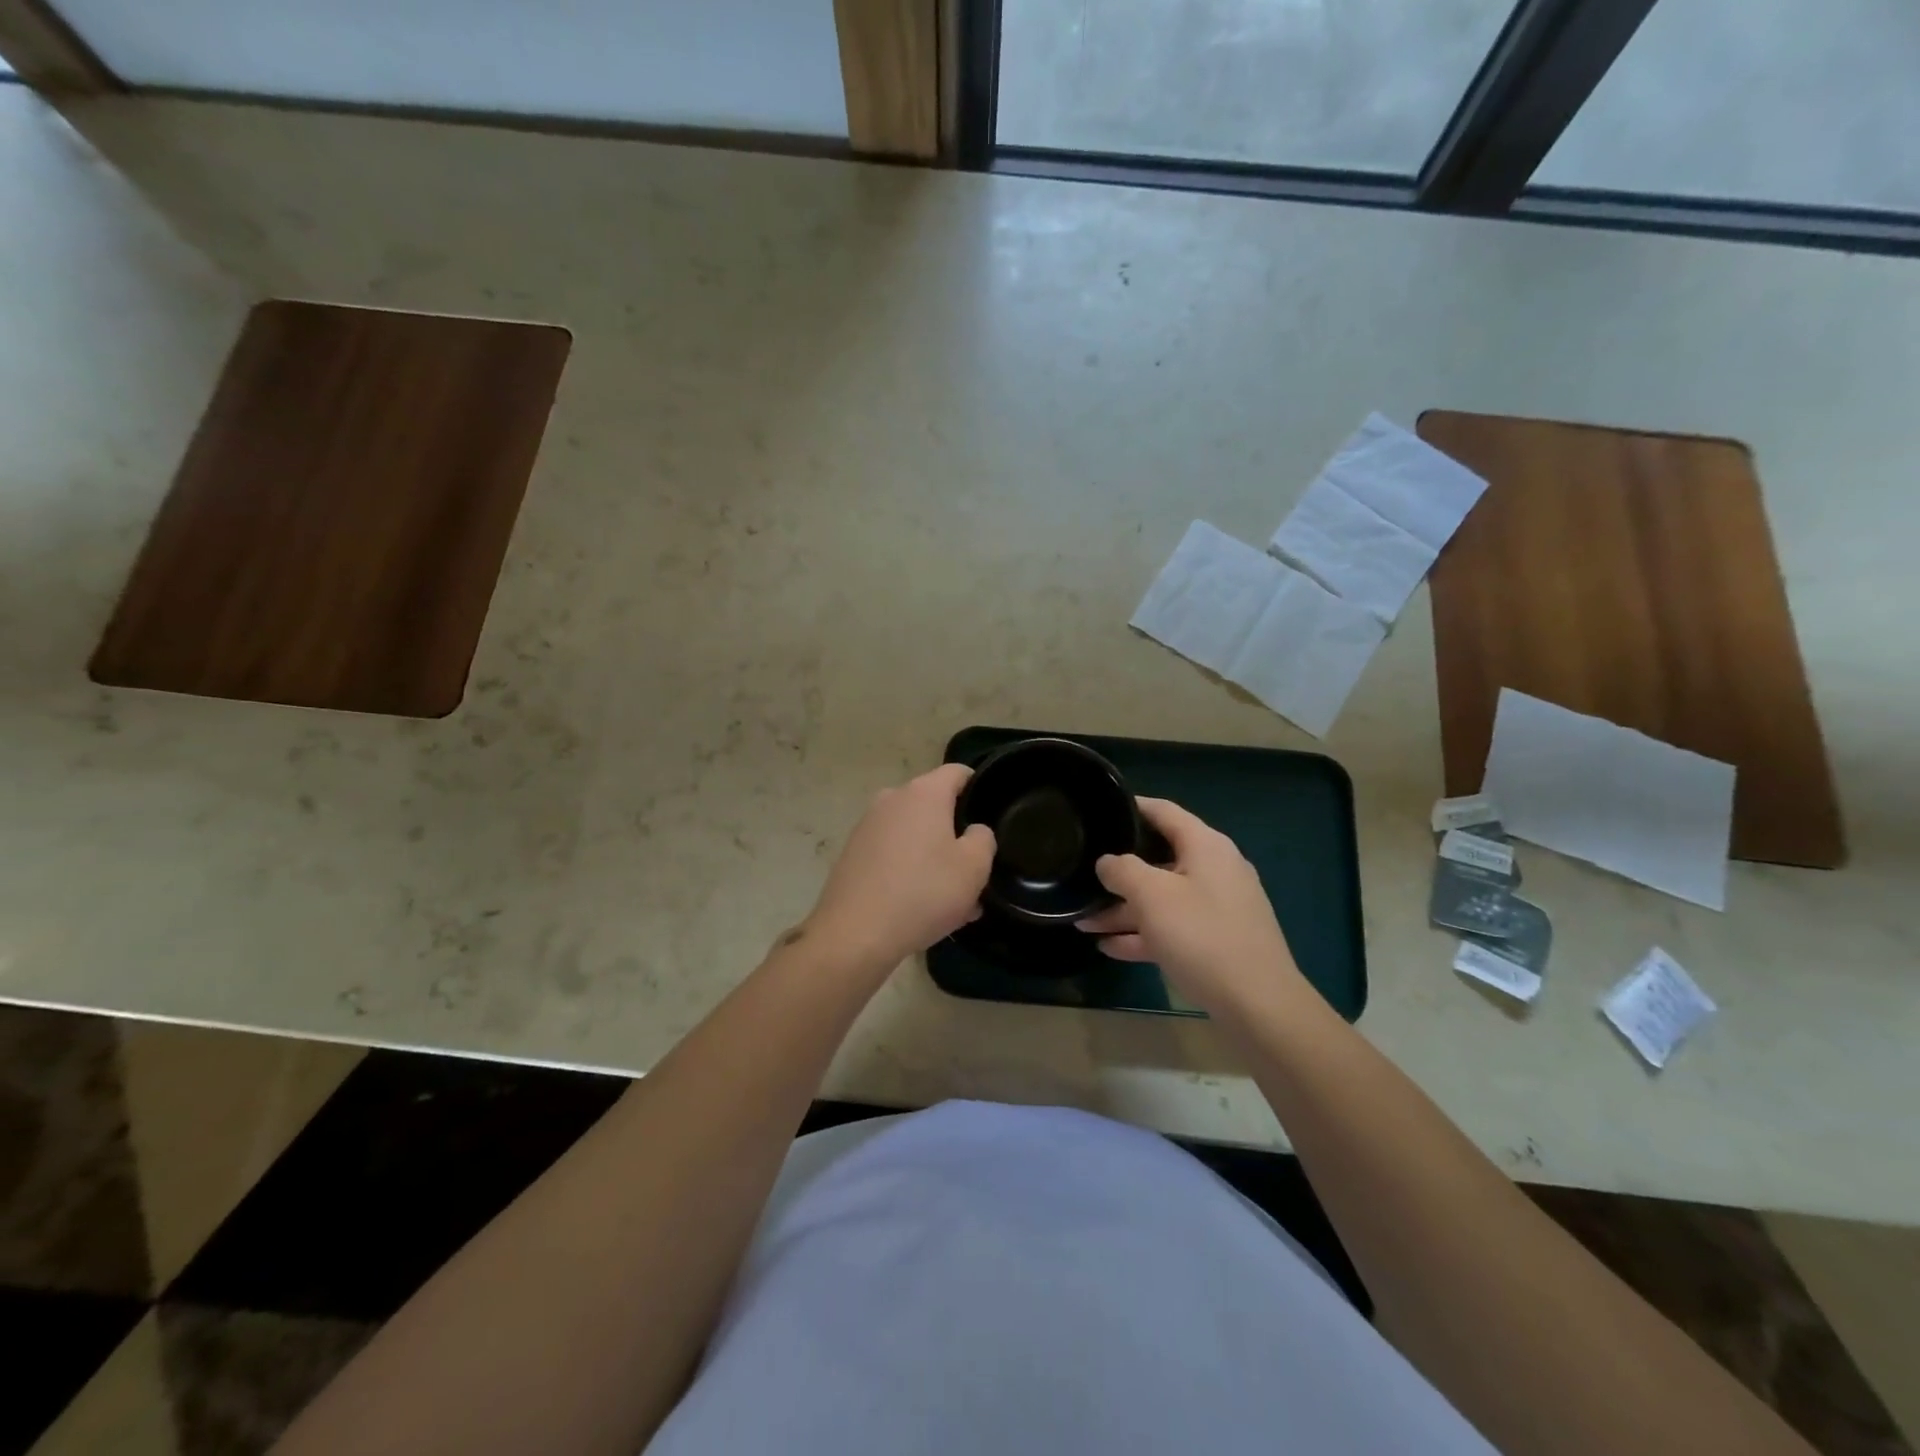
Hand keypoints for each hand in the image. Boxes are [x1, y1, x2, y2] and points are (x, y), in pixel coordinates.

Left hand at [799, 764, 995, 975]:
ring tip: (955, 902)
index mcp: (923, 793)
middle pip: (935, 806)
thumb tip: (973, 831)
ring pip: (915, 835)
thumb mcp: (973, 868)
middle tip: (975, 872)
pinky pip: (893, 854)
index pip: (958, 772)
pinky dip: (911, 871)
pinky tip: (922, 907)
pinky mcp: (853, 853)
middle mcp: (892, 799)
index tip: (993, 814)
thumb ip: (983, 839)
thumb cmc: (923, 893)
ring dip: (936, 859)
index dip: (979, 787)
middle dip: (957, 835)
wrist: (854, 934)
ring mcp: (868, 825)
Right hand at [1076, 797, 1306, 1016]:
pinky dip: (1143, 933)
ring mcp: (1218, 907)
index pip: (1163, 811)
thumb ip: (1122, 870)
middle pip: (1159, 858)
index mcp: (1206, 846)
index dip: (1131, 807)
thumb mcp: (1152, 896)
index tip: (1099, 812)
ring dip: (1123, 909)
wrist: (1258, 1005)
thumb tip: (1107, 862)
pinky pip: (1172, 927)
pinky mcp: (1217, 940)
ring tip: (1083, 920)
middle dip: (1118, 872)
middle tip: (1082, 875)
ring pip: (1162, 898)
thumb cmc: (1202, 936)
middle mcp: (1215, 869)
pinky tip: (1109, 947)